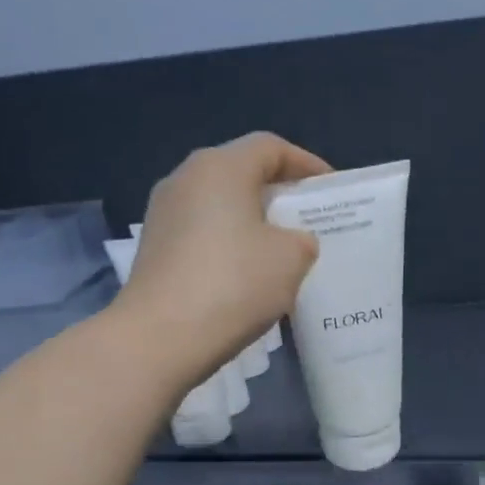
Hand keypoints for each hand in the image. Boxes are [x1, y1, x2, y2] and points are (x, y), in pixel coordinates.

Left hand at [119, 133, 330, 388]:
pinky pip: (202, 232)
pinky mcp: (154, 248)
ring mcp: (163, 213)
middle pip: (241, 172)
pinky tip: (246, 274)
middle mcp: (185, 178)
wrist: (160, 337)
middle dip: (277, 192)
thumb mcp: (291, 258)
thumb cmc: (234, 283)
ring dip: (251, 220)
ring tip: (280, 249)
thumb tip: (291, 240)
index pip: (270, 147)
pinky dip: (228, 243)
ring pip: (219, 204)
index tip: (330, 189)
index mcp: (221, 167)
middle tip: (308, 218)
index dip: (306, 164)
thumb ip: (301, 239)